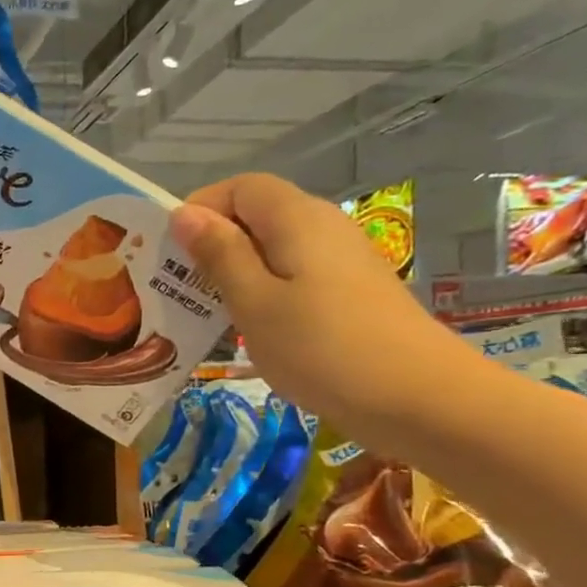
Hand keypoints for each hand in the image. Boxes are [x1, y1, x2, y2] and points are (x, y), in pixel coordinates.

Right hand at [170, 174, 470, 436]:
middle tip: (178, 290)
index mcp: (296, 219)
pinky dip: (262, 294)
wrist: (416, 398)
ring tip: (206, 314)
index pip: (240, 188)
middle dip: (212, 245)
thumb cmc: (321, 348)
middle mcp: (322, 227)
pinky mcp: (348, 292)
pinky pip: (292, 277)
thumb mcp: (254, 302)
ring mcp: (340, 261)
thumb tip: (185, 213)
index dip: (201, 209)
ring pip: (273, 250)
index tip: (169, 253)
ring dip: (234, 274)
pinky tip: (249, 331)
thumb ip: (219, 255)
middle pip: (257, 216)